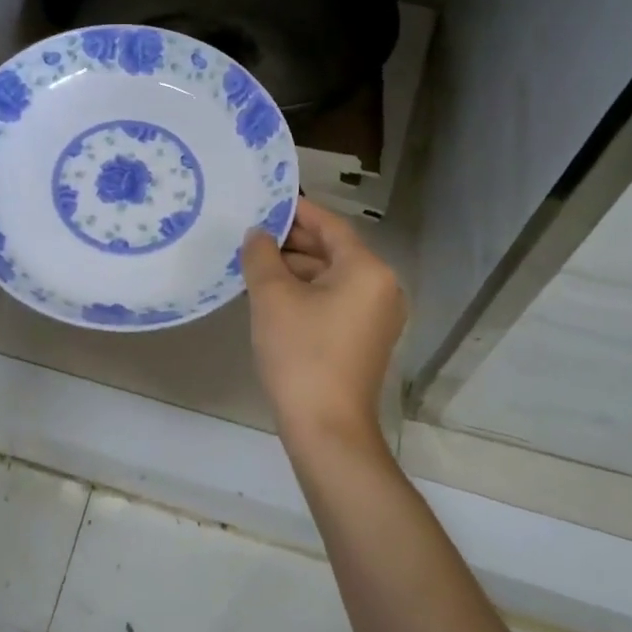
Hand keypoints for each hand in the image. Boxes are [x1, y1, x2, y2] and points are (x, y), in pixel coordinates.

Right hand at [242, 198, 405, 449]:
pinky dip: (305, 292)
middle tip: (250, 235)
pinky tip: (270, 296)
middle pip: (332, 250)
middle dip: (290, 242)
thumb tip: (257, 235)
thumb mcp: (272, 297)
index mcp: (367, 270)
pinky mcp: (363, 339)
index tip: (264, 202)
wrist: (326, 430)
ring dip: (294, 269)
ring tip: (252, 265)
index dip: (296, 211)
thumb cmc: (301, 354)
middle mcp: (381, 287)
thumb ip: (261, 255)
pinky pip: (333, 300)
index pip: (330, 225)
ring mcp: (375, 316)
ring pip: (330, 277)